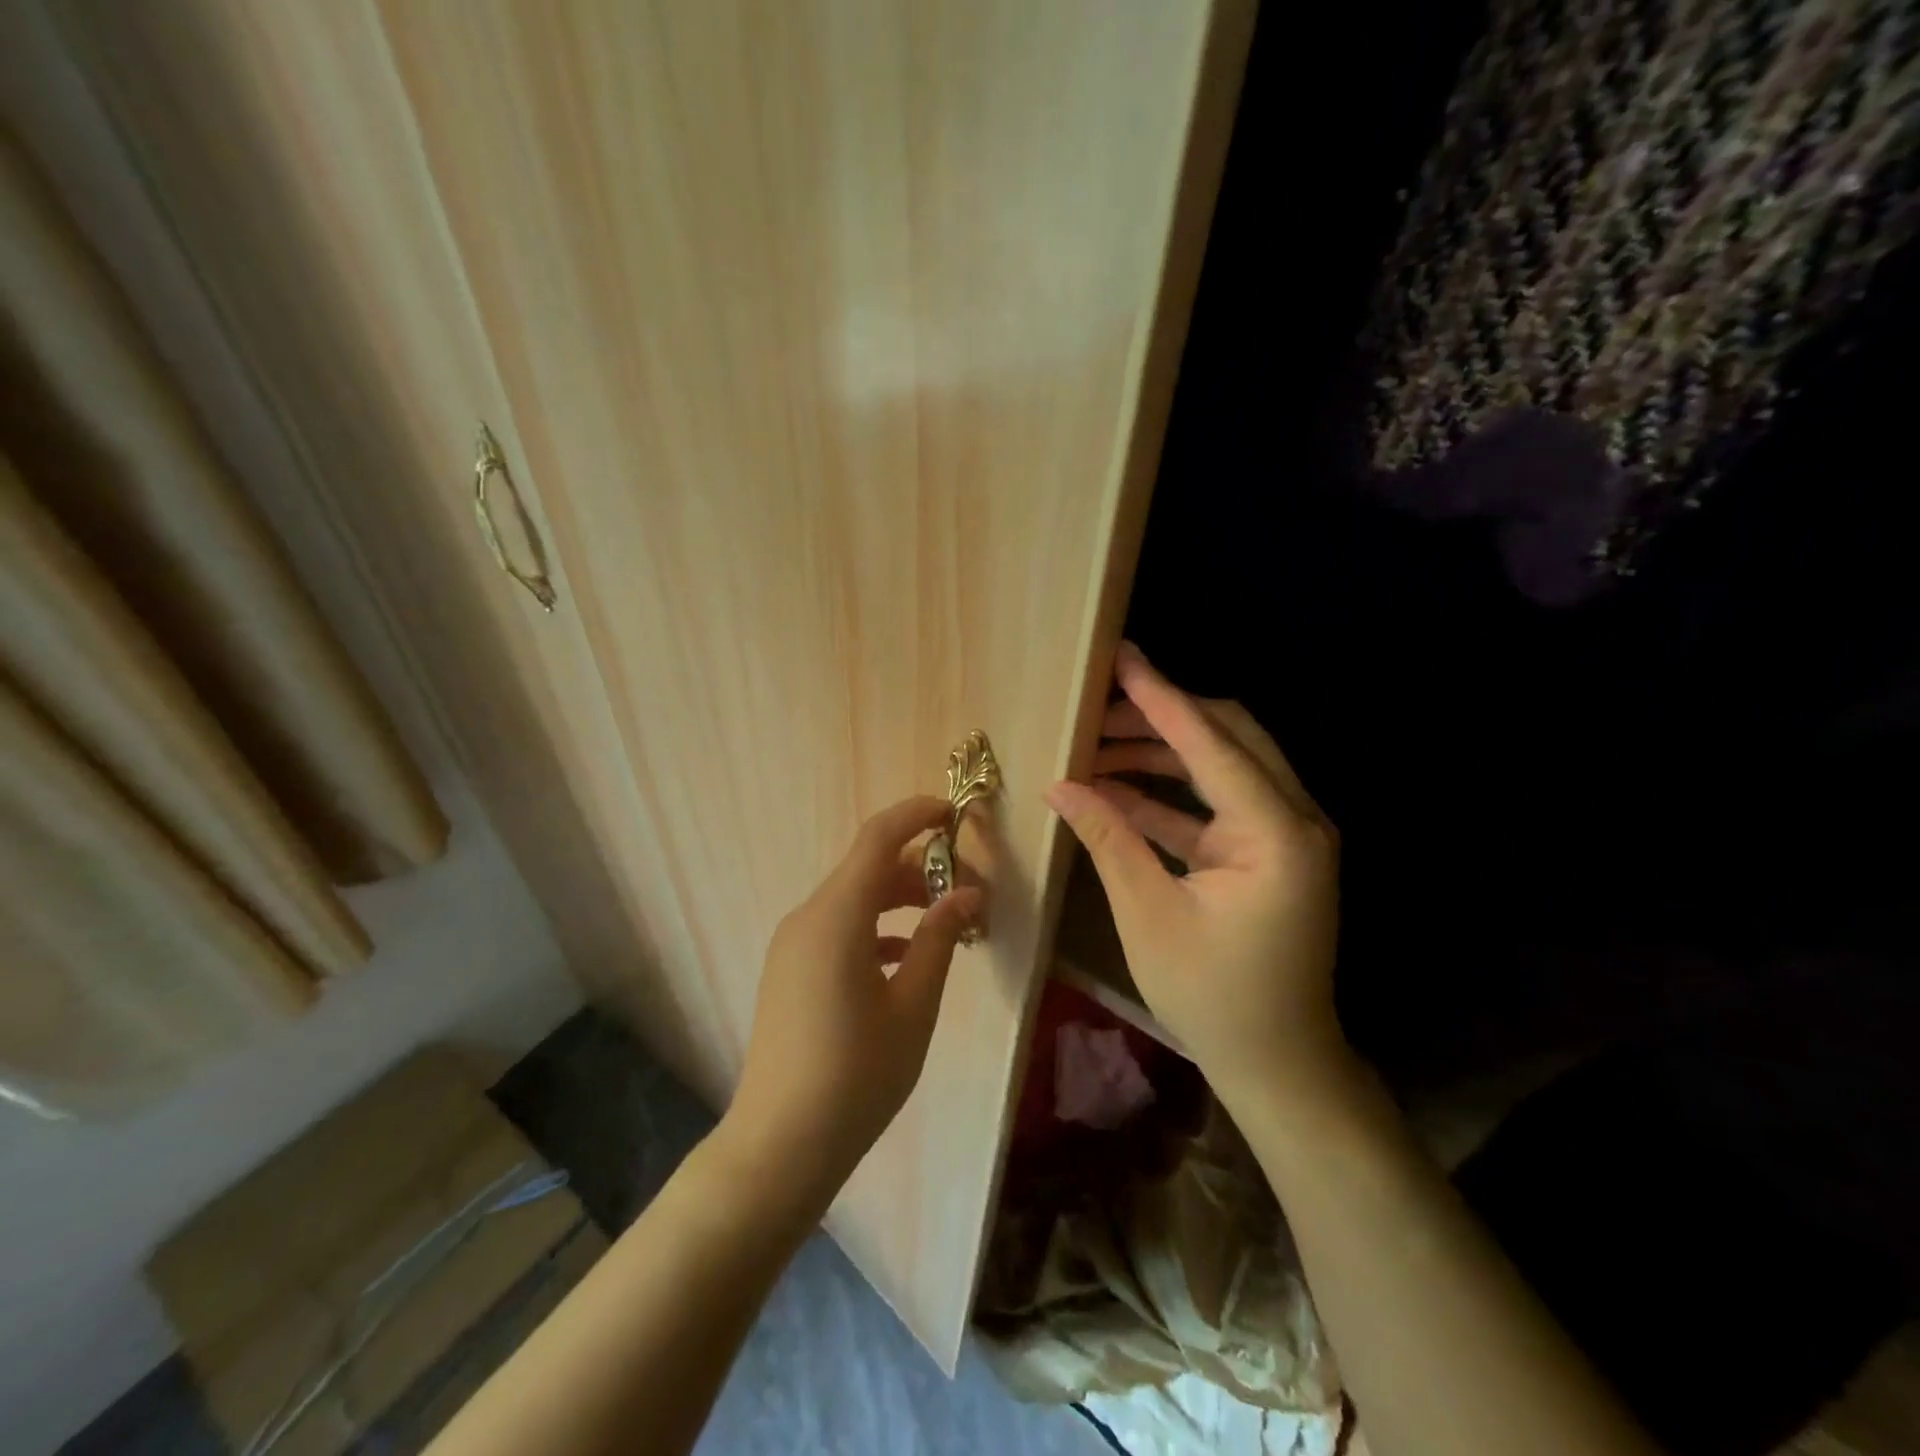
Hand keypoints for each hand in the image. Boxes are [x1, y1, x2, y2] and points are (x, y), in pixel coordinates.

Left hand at [725, 796, 981, 1198]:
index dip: (917, 815)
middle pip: (866, 868)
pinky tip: (903, 958)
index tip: (955, 813)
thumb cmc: (857, 1075)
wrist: (780, 1145)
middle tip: (965, 887)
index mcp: (837, 916)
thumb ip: (940, 939)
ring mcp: (792, 944)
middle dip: (917, 866)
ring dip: (897, 899)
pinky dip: (873, 927)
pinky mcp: (789, 969)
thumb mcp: (913, 1006)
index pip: (878, 838)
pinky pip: (836, 928)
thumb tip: (967, 894)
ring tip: (943, 922)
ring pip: (851, 898)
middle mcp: (808, 917)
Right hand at [1046, 643, 1346, 1103]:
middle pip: (1228, 736)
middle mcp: (1294, 819)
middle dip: (1161, 716)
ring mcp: (1284, 835)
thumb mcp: (1149, 915)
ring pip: (1221, 765)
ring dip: (1160, 753)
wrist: (1278, 1063)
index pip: (1210, 744)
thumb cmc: (1215, 997)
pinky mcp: (1267, 852)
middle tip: (1099, 704)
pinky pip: (1215, 805)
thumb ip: (1108, 838)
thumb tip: (1060, 785)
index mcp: (1276, 833)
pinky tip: (1115, 789)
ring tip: (1095, 747)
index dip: (1160, 698)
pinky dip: (1168, 794)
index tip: (1122, 657)